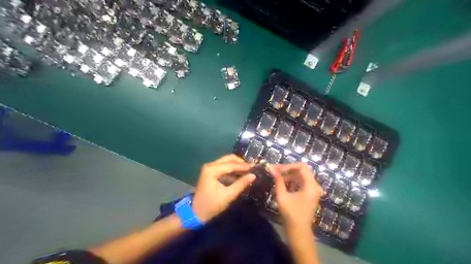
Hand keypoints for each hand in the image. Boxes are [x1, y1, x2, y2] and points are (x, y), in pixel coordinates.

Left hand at [193, 155, 255, 222]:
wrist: (196, 213)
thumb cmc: (212, 205)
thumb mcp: (228, 195)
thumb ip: (241, 184)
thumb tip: (253, 175)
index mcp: (212, 170)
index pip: (231, 165)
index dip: (243, 166)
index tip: (255, 167)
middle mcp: (210, 165)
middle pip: (228, 159)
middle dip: (240, 162)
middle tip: (251, 167)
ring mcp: (209, 168)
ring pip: (226, 161)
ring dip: (237, 165)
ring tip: (248, 170)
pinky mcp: (210, 172)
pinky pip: (223, 166)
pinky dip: (232, 169)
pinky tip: (240, 174)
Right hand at [268, 163, 324, 228]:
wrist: (299, 232)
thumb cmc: (291, 214)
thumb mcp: (282, 195)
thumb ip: (278, 180)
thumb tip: (271, 168)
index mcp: (311, 185)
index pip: (302, 166)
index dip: (289, 166)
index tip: (277, 169)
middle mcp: (314, 186)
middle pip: (302, 171)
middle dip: (288, 170)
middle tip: (275, 171)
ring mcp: (313, 191)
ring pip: (301, 177)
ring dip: (289, 176)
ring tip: (277, 178)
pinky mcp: (310, 195)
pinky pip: (301, 183)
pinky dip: (292, 182)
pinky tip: (283, 185)